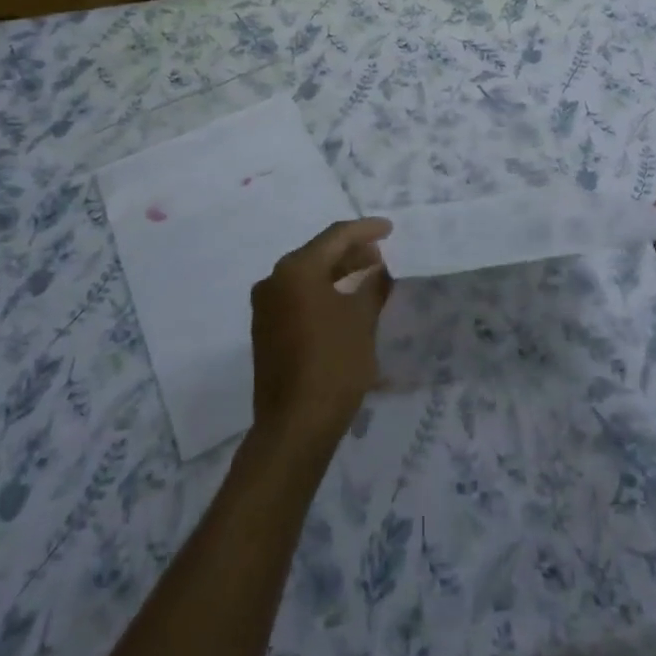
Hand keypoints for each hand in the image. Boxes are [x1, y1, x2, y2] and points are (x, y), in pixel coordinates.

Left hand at [250, 218, 392, 449]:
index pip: (335, 236)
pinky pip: (298, 297)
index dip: (365, 230)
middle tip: (380, 255)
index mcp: (296, 269)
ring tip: (368, 275)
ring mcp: (266, 307)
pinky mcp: (265, 330)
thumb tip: (379, 270)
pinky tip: (344, 302)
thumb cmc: (333, 364)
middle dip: (351, 252)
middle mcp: (274, 280)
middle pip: (318, 254)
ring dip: (337, 273)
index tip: (389, 229)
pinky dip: (322, 293)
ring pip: (307, 277)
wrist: (295, 426)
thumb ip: (373, 285)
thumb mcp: (362, 320)